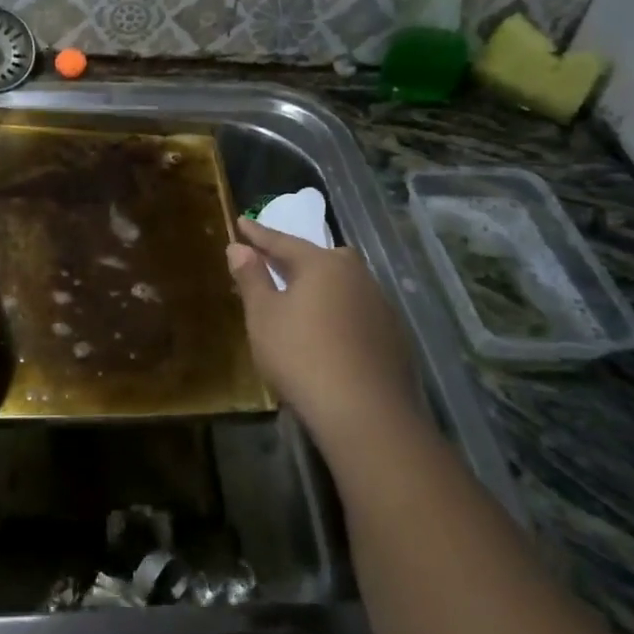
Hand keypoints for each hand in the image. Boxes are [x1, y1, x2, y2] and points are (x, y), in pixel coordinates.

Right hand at [226, 218, 423, 442]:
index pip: (283, 241)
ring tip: (301, 299)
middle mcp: (356, 275)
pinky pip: (357, 311)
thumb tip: (239, 248)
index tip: (241, 222)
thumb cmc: (301, 356)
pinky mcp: (393, 336)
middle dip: (296, 258)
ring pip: (343, 285)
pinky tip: (329, 333)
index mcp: (322, 264)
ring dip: (320, 287)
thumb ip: (251, 278)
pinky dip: (338, 312)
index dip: (258, 234)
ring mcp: (380, 305)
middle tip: (275, 262)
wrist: (365, 411)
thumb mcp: (264, 316)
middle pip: (321, 258)